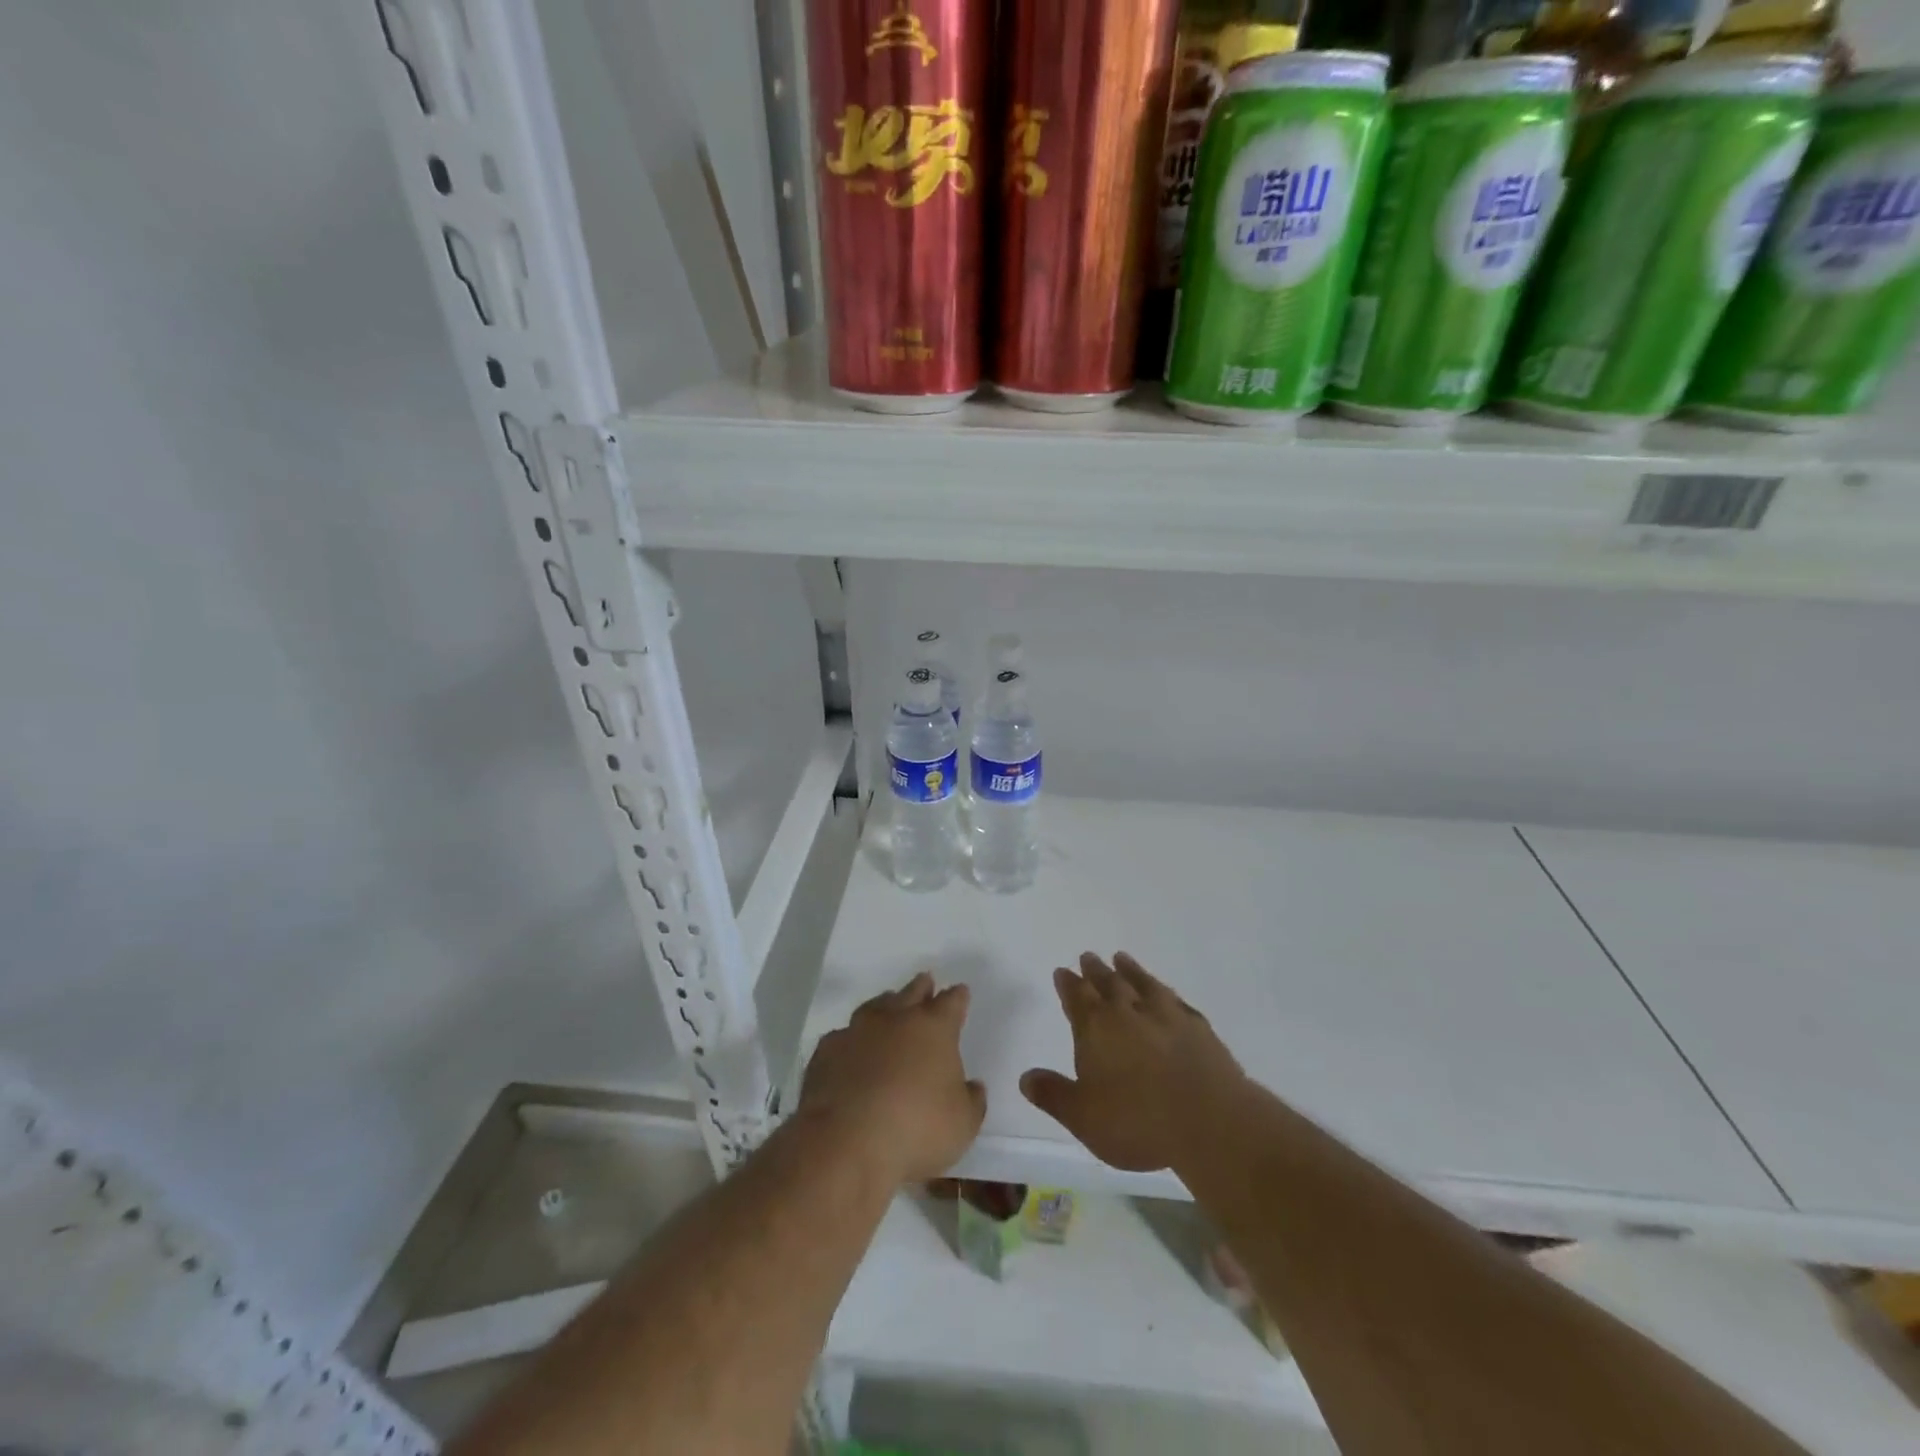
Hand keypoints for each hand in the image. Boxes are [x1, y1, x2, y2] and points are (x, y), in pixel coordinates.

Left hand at [799, 971, 986, 1185]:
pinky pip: (843, 1036)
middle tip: (926, 981)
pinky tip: (851, 1049)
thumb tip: (973, 1087)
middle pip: (912, 993)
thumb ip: (972, 1101)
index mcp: (934, 1028)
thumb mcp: (963, 1124)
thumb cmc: (915, 1128)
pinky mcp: (826, 1051)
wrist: (845, 1141)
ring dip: (885, 1005)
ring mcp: (857, 1031)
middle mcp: (895, 1019)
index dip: (957, 997)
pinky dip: (852, 1039)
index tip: (960, 992)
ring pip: (875, 1007)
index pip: (951, 1003)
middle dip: (922, 987)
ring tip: (888, 1005)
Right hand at [1021, 952, 1248, 1172]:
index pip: (1077, 997)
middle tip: (1088, 956)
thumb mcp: (1083, 1117)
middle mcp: (1128, 1012)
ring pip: (1143, 984)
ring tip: (1121, 958)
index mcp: (1096, 1028)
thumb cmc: (1137, 1121)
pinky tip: (1167, 994)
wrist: (1209, 1122)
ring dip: (1130, 970)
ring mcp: (1166, 1016)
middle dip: (1095, 971)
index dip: (1068, 984)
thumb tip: (1025, 1077)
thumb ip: (1053, 1095)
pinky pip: (1176, 1001)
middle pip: (1108, 983)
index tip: (1062, 971)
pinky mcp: (1199, 1028)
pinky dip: (1166, 993)